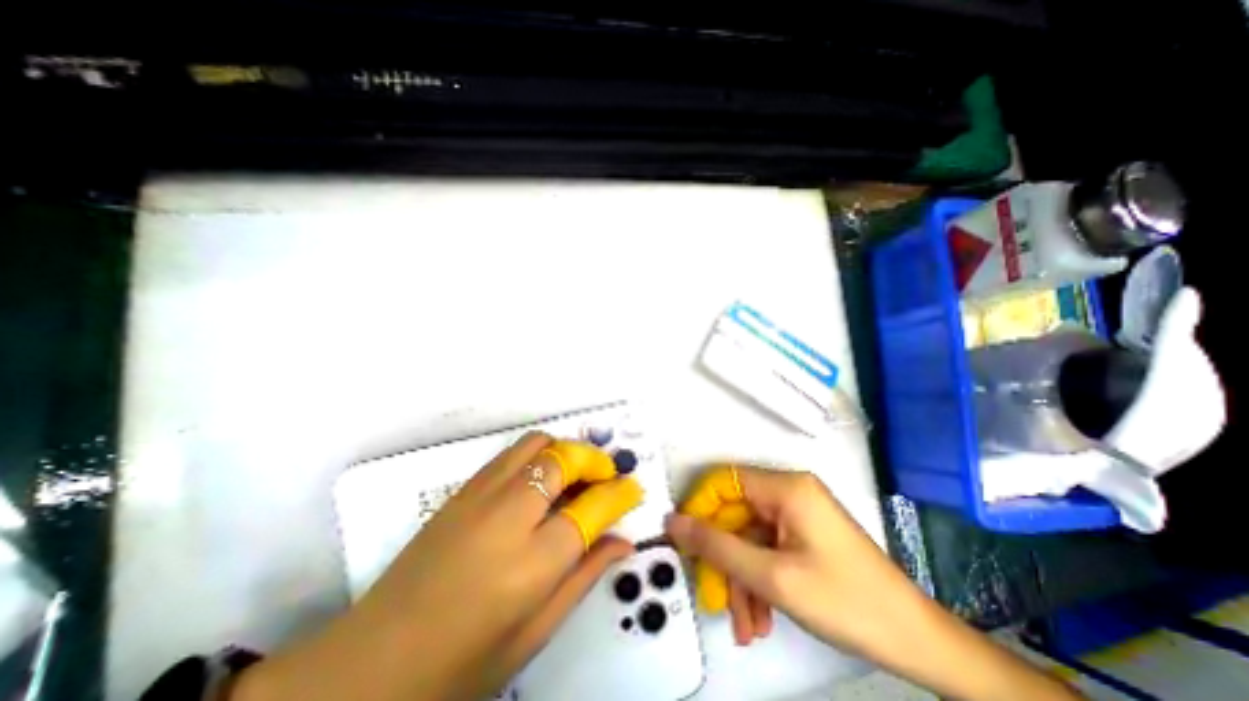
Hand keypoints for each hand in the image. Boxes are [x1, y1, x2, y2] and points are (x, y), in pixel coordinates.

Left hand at [233, 432, 641, 700]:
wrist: (368, 665)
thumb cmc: (461, 664)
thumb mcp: (536, 631)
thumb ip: (585, 576)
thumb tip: (624, 540)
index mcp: (531, 562)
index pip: (592, 507)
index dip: (620, 493)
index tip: (634, 489)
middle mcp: (508, 515)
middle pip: (564, 459)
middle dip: (595, 461)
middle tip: (606, 478)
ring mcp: (480, 495)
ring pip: (537, 444)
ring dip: (566, 451)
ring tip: (576, 475)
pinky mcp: (463, 489)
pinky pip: (512, 453)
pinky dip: (539, 454)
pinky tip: (541, 480)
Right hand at [668, 466, 914, 650]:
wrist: (916, 642)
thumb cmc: (845, 602)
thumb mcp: (771, 577)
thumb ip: (717, 546)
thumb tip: (673, 522)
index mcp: (786, 487)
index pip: (724, 481)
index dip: (700, 507)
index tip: (686, 542)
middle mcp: (790, 492)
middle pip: (736, 515)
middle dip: (724, 559)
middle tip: (716, 598)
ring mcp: (798, 514)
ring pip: (749, 538)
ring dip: (741, 579)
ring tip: (745, 625)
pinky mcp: (804, 534)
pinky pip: (767, 549)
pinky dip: (759, 580)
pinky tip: (761, 618)